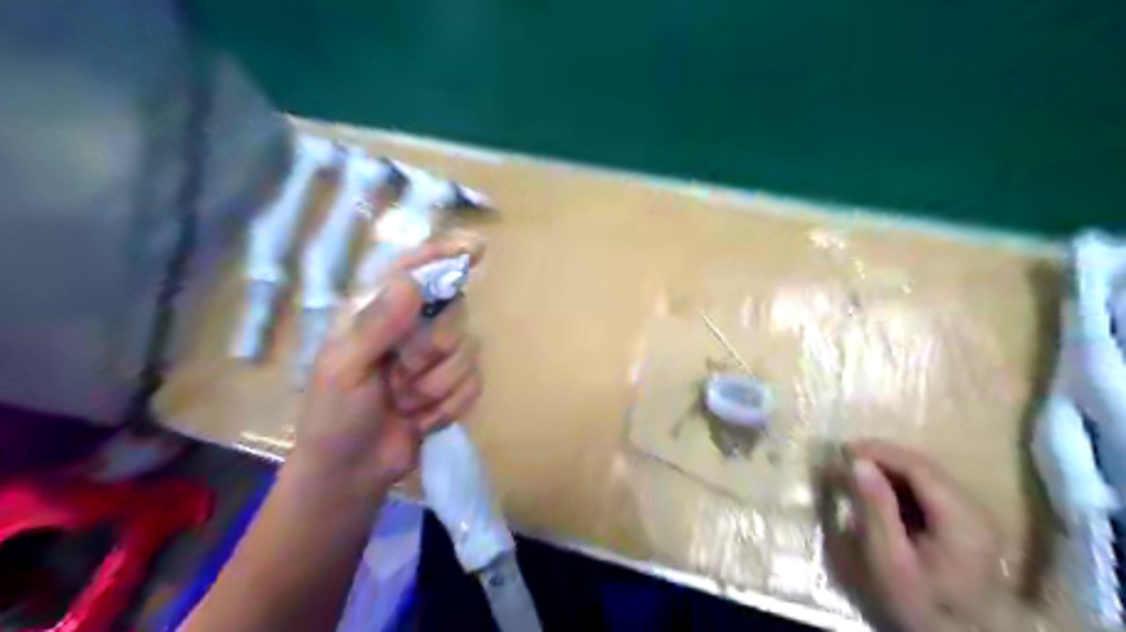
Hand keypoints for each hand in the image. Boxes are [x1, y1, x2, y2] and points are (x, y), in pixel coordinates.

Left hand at [289, 273, 478, 501]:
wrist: (352, 473)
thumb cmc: (334, 418)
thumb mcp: (344, 369)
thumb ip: (376, 324)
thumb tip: (412, 281)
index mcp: (378, 314)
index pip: (413, 271)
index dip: (444, 255)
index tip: (476, 249)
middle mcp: (412, 329)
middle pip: (455, 313)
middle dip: (431, 351)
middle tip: (399, 376)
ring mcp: (437, 359)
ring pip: (468, 352)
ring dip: (436, 386)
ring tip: (405, 405)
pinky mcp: (454, 387)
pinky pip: (475, 383)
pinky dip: (448, 407)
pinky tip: (422, 419)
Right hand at [824, 440, 1003, 630]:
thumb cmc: (919, 603)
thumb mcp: (888, 559)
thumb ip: (874, 508)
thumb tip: (858, 463)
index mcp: (961, 519)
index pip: (918, 467)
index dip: (879, 452)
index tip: (842, 450)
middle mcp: (974, 510)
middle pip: (924, 468)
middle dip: (880, 458)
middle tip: (842, 459)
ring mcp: (971, 518)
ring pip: (925, 477)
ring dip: (887, 470)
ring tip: (853, 472)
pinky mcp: (963, 526)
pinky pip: (927, 492)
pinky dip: (898, 485)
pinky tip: (876, 492)